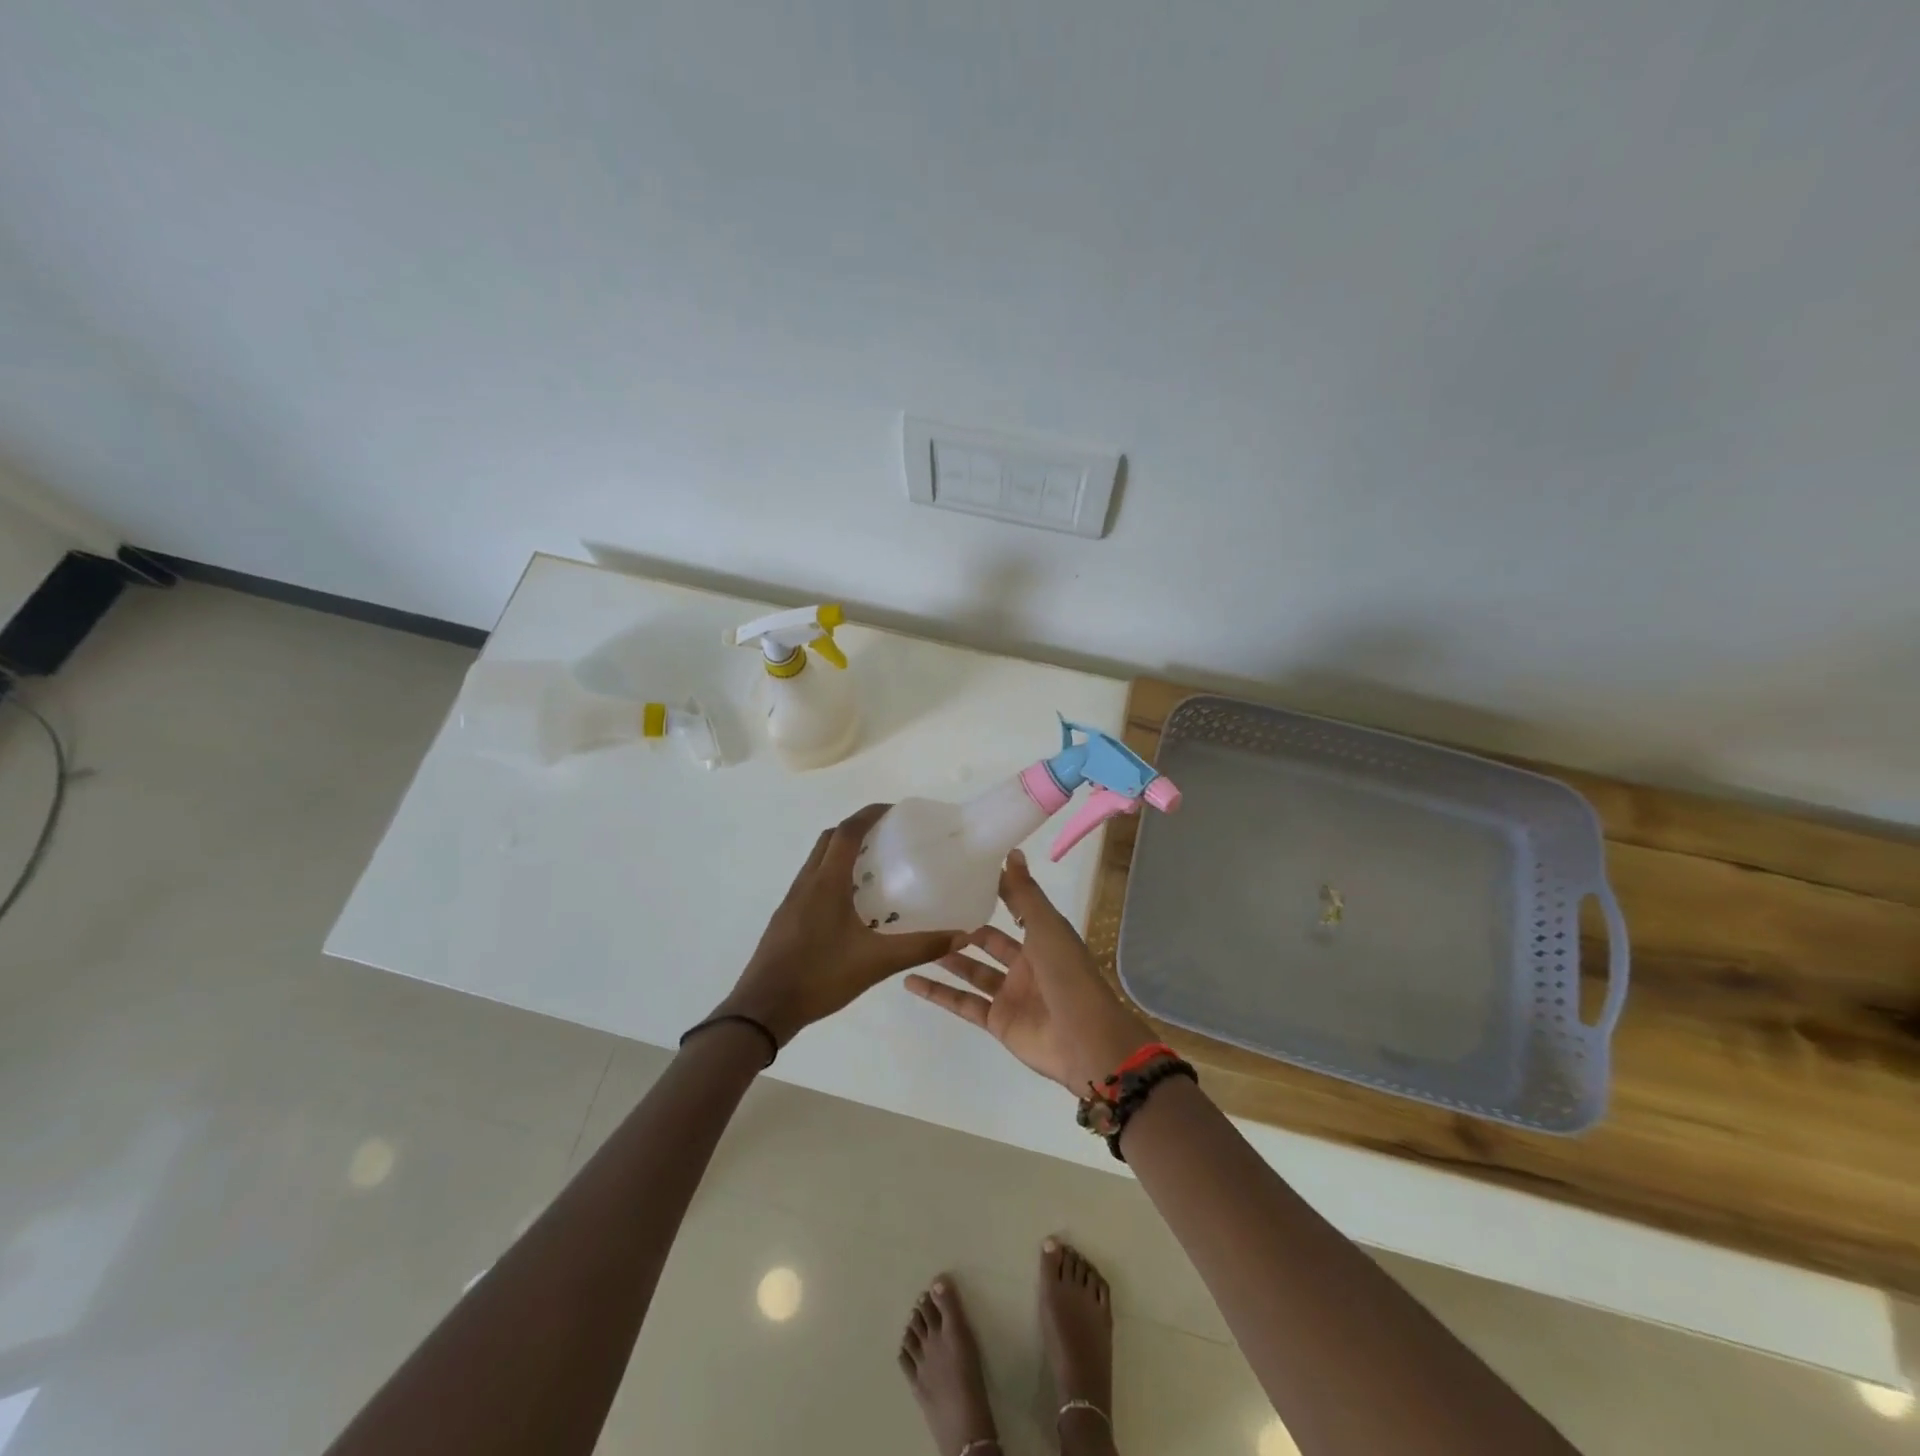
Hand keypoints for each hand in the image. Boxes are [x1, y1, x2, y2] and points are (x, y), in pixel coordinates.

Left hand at [716, 804, 962, 1046]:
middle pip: (831, 839)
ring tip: (876, 867)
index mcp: (826, 882)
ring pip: (818, 859)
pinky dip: (833, 875)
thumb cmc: (819, 976)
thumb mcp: (876, 963)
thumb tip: (962, 935)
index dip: (870, 814)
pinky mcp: (787, 917)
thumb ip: (919, 947)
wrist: (763, 1008)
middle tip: (890, 837)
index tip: (896, 811)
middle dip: (858, 828)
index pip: (848, 831)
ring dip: (844, 851)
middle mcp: (807, 882)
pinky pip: (812, 880)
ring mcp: (793, 899)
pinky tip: (853, 903)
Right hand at [904, 849, 1155, 1092]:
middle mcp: (1026, 963)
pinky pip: (962, 1003)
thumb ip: (1025, 894)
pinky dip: (937, 993)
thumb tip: (1012, 851)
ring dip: (947, 956)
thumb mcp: (1047, 927)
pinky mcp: (997, 1021)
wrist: (1084, 1040)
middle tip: (930, 908)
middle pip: (989, 941)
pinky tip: (910, 980)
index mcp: (1043, 937)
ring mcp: (1010, 994)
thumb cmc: (1068, 975)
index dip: (994, 891)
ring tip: (915, 938)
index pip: (1015, 907)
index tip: (963, 873)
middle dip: (964, 926)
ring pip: (973, 970)